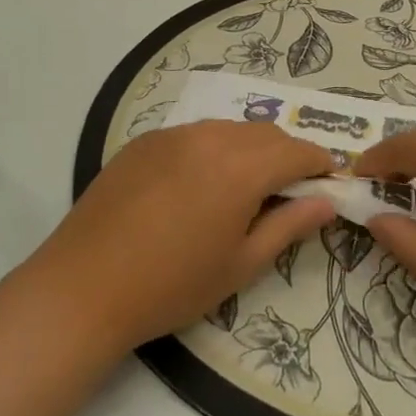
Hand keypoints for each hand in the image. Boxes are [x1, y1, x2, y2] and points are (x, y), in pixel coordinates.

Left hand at [29, 121, 336, 351]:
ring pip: (229, 129)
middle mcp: (210, 137)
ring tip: (245, 186)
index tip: (330, 180)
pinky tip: (199, 184)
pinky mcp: (145, 140)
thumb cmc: (172, 285)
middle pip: (265, 134)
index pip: (297, 151)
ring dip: (250, 149)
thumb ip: (289, 226)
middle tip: (291, 188)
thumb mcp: (240, 264)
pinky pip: (194, 134)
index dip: (320, 163)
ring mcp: (173, 134)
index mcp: (241, 168)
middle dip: (287, 154)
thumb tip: (327, 202)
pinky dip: (213, 149)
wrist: (84, 286)